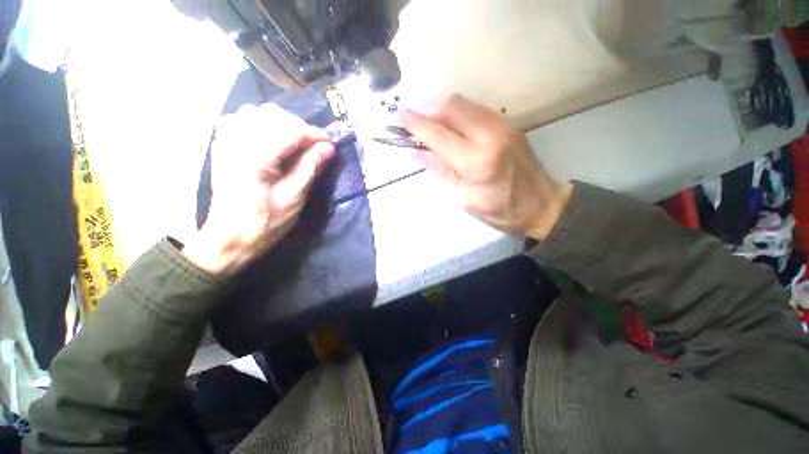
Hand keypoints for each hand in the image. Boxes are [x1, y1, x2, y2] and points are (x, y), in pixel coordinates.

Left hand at [183, 104, 334, 273]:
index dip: (315, 134)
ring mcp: (225, 141)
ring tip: (295, 143)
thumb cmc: (265, 223)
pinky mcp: (222, 146)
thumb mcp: (294, 197)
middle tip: (314, 146)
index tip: (331, 145)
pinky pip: (242, 120)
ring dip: (281, 124)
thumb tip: (328, 148)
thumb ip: (310, 167)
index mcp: (256, 157)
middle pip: (274, 115)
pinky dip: (262, 124)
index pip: (292, 130)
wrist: (229, 237)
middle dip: (300, 127)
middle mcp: (237, 141)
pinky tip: (271, 140)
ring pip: (257, 113)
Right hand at [400, 95, 571, 239]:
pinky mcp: (509, 125)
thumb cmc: (503, 211)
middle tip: (423, 134)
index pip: (440, 136)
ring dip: (445, 115)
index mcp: (478, 162)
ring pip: (465, 105)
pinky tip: (457, 134)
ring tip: (438, 135)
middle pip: (452, 108)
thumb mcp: (467, 199)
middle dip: (432, 116)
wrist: (544, 205)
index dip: (417, 125)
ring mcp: (503, 126)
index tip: (400, 115)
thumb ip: (443, 172)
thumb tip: (418, 153)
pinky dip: (460, 117)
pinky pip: (476, 111)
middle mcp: (491, 136)